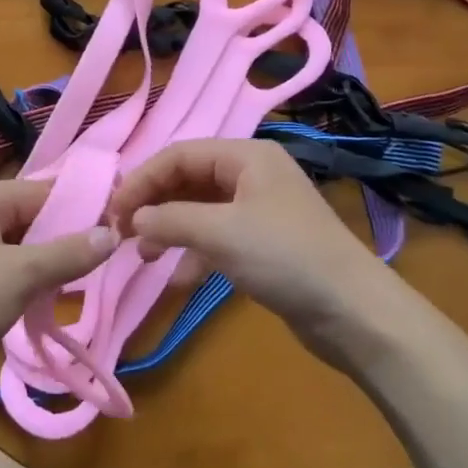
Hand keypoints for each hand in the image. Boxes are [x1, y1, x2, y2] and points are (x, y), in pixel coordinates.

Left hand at [0, 180, 116, 396]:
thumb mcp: (20, 275)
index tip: (116, 232)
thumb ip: (68, 254)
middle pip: (23, 219)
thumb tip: (111, 233)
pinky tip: (28, 308)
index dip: (79, 210)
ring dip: (36, 268)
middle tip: (96, 269)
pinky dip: (11, 284)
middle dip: (58, 243)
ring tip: (68, 291)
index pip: (41, 191)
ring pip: (7, 248)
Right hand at [108, 139, 417, 362]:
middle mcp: (252, 174)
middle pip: (187, 179)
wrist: (353, 312)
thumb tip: (132, 219)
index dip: (142, 180)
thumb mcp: (220, 232)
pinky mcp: (264, 243)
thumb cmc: (285, 258)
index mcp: (246, 156)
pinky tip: (178, 277)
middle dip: (154, 204)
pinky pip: (216, 236)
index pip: (178, 155)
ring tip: (146, 256)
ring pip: (199, 209)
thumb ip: (169, 219)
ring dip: (169, 229)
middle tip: (123, 234)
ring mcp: (259, 209)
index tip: (113, 213)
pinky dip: (194, 252)